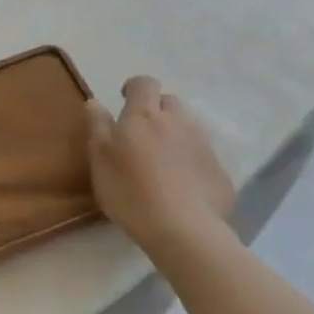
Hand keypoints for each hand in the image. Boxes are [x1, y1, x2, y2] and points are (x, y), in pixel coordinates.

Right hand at [86, 76, 234, 255]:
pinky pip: (203, 155)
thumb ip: (97, 126)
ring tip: (162, 159)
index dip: (134, 87)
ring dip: (176, 133)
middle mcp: (177, 122)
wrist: (184, 231)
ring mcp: (203, 146)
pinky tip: (182, 184)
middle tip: (142, 133)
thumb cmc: (131, 191)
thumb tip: (94, 101)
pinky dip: (191, 161)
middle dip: (157, 110)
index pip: (144, 83)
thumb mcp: (100, 159)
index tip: (124, 100)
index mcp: (144, 116)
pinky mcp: (219, 171)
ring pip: (189, 127)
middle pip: (170, 102)